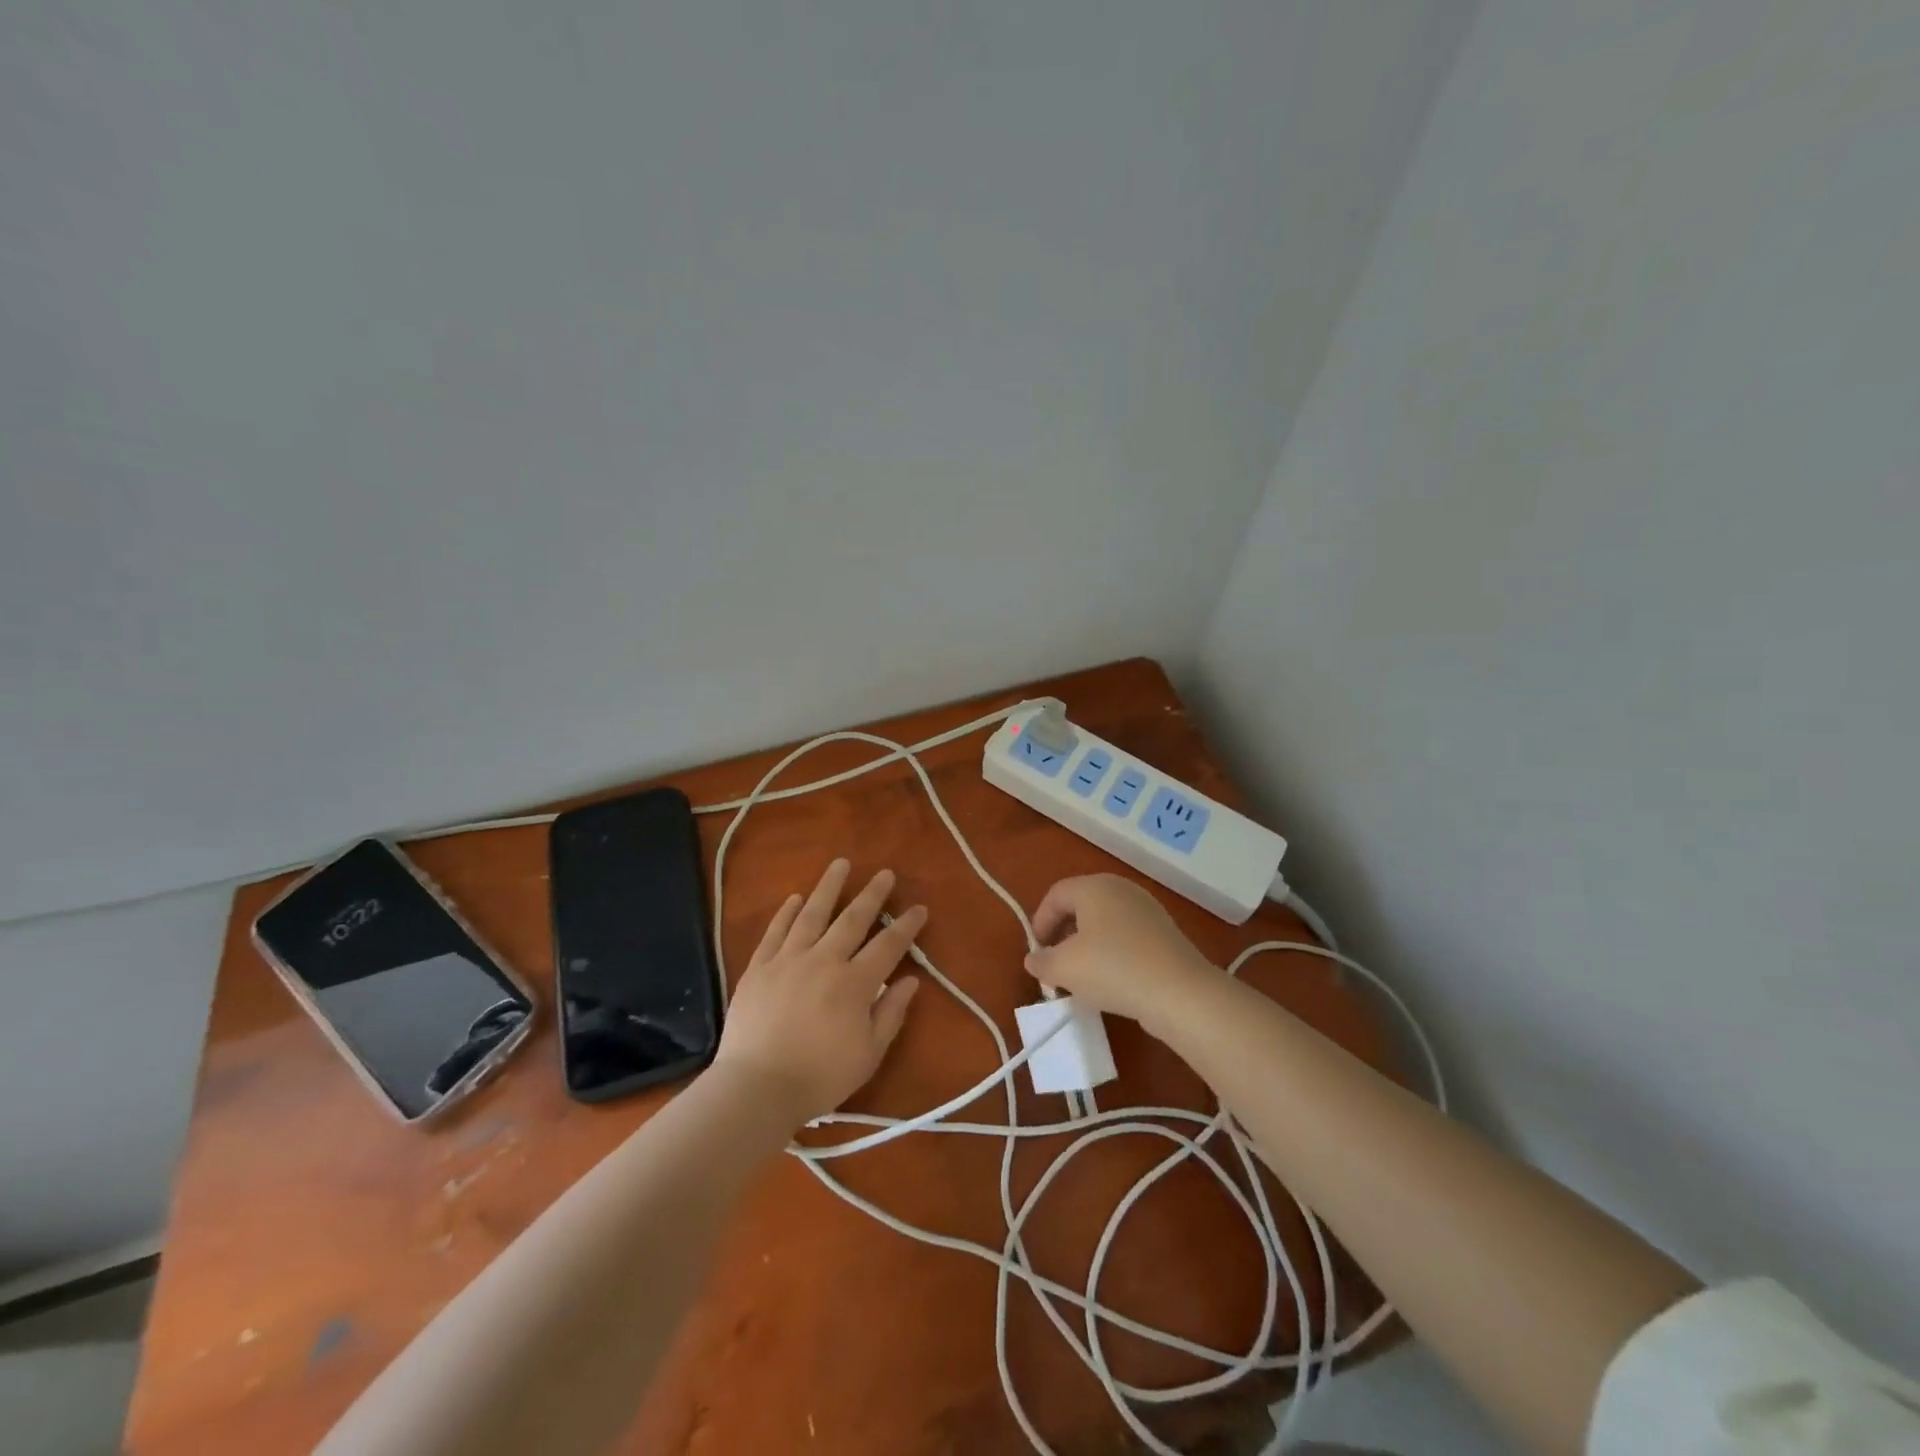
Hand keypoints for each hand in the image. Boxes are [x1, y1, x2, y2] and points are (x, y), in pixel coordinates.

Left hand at [713, 859, 924, 1126]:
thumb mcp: (869, 1054)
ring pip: (812, 914)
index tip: (919, 908)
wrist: (757, 1088)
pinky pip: (775, 932)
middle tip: (884, 873)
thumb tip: (911, 980)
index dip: (906, 926)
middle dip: (872, 895)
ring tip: (840, 864)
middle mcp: (824, 960)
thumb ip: (891, 1013)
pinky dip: (785, 913)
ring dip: (828, 888)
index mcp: (855, 983)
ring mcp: (788, 960)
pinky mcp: (759, 967)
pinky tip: (794, 898)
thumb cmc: (820, 1077)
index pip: (888, 945)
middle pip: (852, 919)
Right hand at [1025, 874, 1215, 1038]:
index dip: (1040, 921)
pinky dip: (1113, 953)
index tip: (1037, 952)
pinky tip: (1113, 981)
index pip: (1056, 894)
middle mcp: (1121, 889)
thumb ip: (1041, 962)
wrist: (1180, 992)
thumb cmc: (1113, 969)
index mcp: (1094, 886)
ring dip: (1088, 946)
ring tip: (1083, 977)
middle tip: (1056, 963)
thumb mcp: (1064, 968)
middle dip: (1064, 934)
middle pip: (1081, 905)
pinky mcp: (1165, 933)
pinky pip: (1127, 937)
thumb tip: (1034, 959)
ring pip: (1105, 922)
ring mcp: (1147, 909)